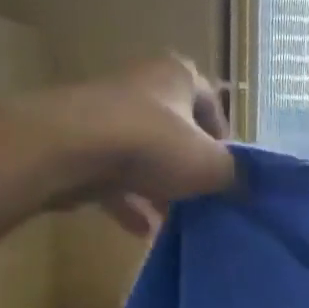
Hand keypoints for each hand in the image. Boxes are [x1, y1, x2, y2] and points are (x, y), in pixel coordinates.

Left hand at [21, 57, 236, 235]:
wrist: (63, 149)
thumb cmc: (151, 145)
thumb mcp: (211, 165)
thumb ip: (235, 176)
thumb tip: (245, 188)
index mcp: (178, 77)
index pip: (214, 105)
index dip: (225, 142)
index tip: (228, 173)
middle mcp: (141, 86)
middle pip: (176, 132)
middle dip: (190, 169)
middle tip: (202, 200)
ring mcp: (103, 114)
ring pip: (142, 155)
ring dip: (159, 188)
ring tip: (173, 220)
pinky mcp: (75, 143)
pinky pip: (110, 174)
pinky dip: (127, 201)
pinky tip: (142, 230)